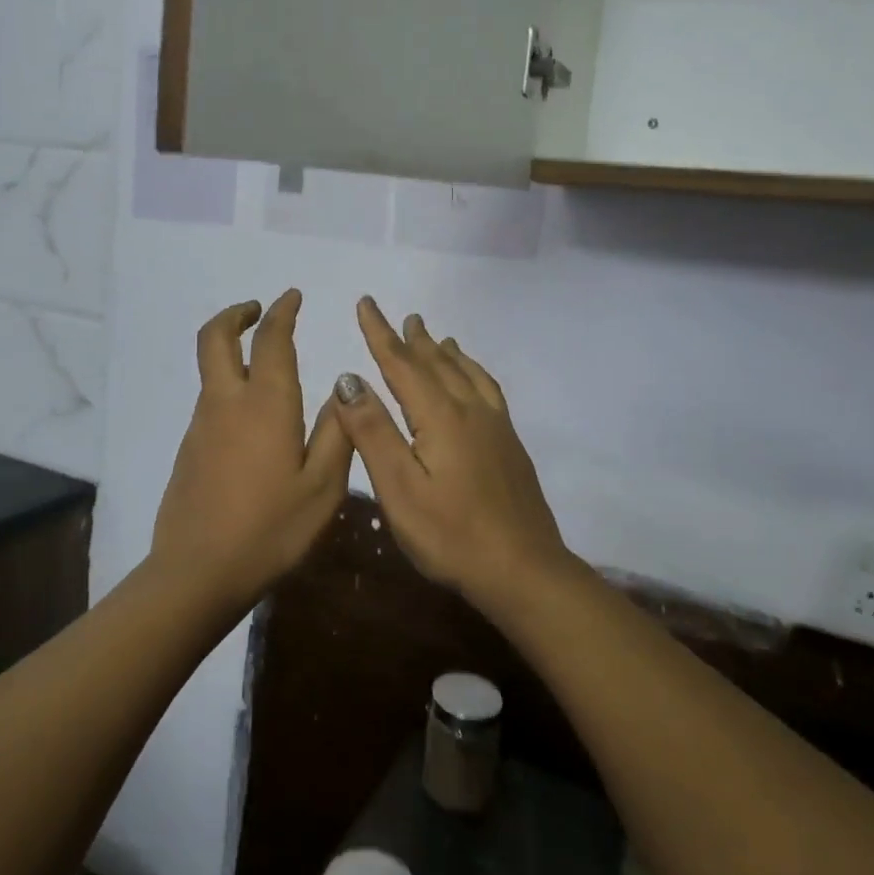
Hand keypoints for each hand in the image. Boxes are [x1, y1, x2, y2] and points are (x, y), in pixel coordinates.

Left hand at [150, 291, 353, 615]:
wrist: (198, 572)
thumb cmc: (271, 529)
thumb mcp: (323, 486)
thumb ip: (339, 432)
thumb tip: (345, 387)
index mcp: (266, 403)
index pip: (271, 339)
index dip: (281, 312)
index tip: (292, 297)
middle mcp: (227, 402)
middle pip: (216, 338)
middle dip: (236, 314)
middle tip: (257, 309)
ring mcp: (201, 425)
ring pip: (211, 369)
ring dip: (231, 349)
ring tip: (264, 363)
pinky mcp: (189, 449)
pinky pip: (210, 400)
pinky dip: (228, 384)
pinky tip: (252, 419)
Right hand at [332, 297, 571, 612]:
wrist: (524, 571)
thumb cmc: (451, 535)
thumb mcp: (399, 488)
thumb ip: (373, 431)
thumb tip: (348, 378)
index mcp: (440, 416)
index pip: (402, 364)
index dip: (380, 333)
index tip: (366, 303)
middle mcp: (470, 410)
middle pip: (437, 363)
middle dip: (415, 339)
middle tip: (404, 316)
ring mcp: (496, 426)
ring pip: (466, 374)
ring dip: (446, 353)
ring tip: (438, 338)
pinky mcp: (510, 444)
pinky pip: (488, 389)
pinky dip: (474, 372)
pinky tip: (474, 382)